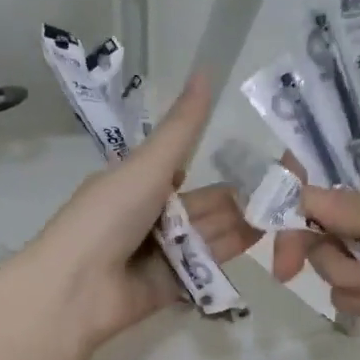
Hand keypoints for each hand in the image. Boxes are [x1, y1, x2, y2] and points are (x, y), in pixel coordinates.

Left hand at [15, 77, 260, 350]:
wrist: (77, 287)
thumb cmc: (108, 217)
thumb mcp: (147, 166)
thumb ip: (183, 128)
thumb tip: (207, 71)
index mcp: (138, 184)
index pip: (183, 172)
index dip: (217, 167)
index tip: (258, 162)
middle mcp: (150, 218)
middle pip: (202, 208)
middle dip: (235, 203)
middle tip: (282, 196)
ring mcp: (160, 256)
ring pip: (207, 237)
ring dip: (237, 227)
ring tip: (281, 217)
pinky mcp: (170, 288)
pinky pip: (203, 270)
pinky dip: (225, 258)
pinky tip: (258, 244)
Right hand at [271, 144, 359, 357]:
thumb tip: (301, 198)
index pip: (336, 159)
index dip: (300, 179)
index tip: (275, 210)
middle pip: (324, 216)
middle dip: (313, 243)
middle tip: (289, 270)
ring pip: (335, 257)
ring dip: (343, 277)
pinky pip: (355, 290)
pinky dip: (356, 300)